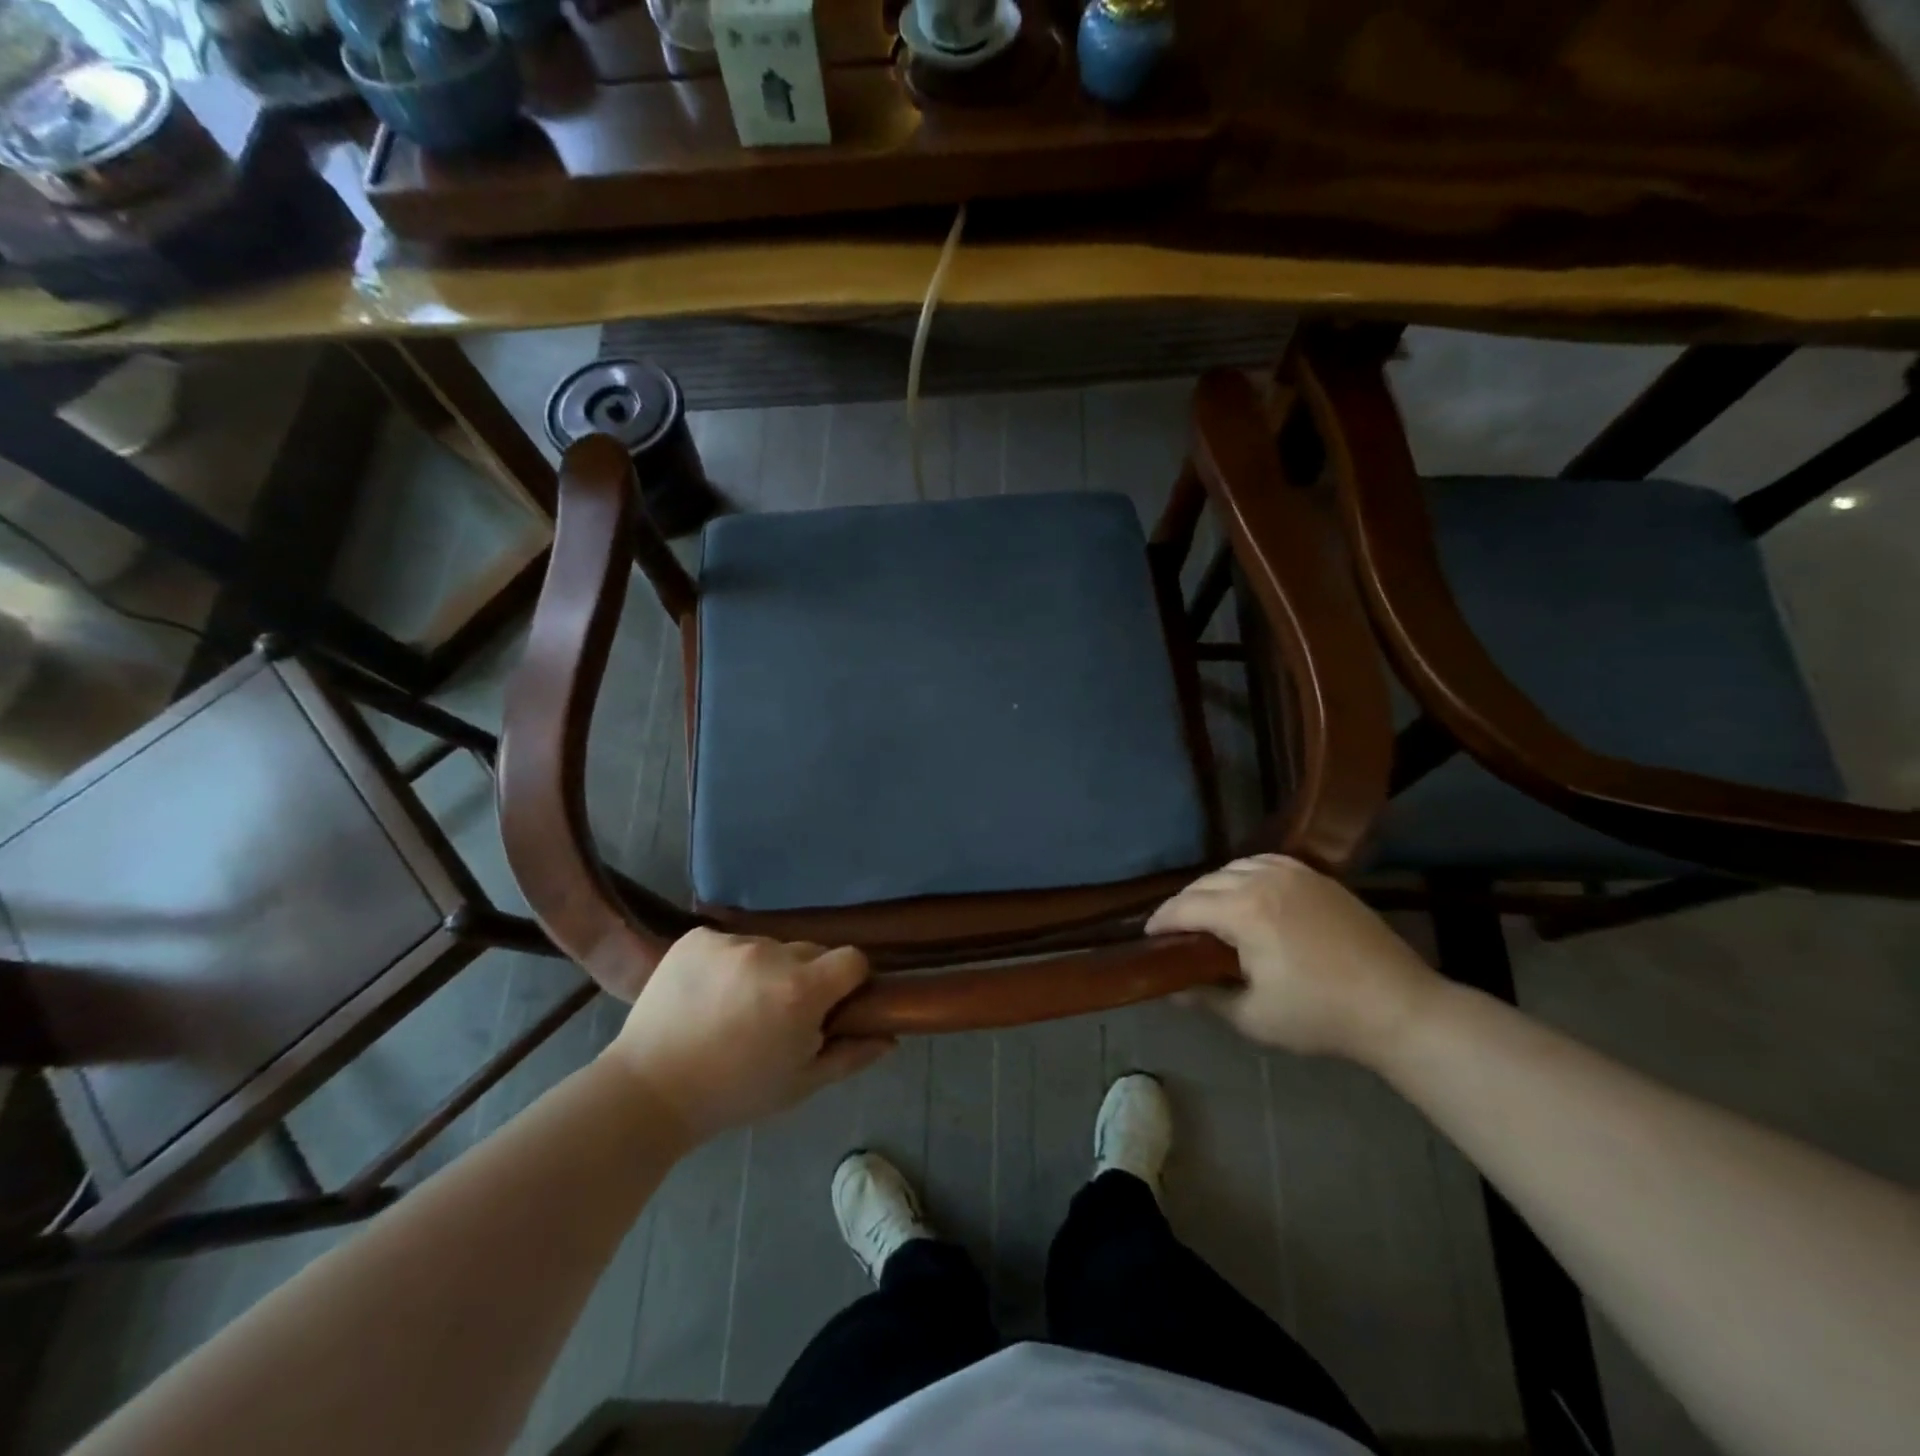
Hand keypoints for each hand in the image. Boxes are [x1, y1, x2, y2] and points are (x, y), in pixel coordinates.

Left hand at [602, 929, 893, 1143]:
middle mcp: (771, 954)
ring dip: (766, 969)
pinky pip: (731, 942)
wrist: (649, 1090)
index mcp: (802, 990)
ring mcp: (731, 941)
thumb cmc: (734, 1094)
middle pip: (810, 952)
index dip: (849, 982)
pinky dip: (728, 962)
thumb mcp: (801, 1084)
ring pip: (770, 946)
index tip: (832, 1006)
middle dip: (806, 978)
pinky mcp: (697, 937)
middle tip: (779, 1014)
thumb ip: (851, 1055)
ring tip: (737, 1007)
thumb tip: (891, 1037)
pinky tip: (708, 993)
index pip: (853, 960)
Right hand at [1146, 855, 1442, 1061]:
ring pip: (1233, 868)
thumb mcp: (1253, 1018)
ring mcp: (1294, 873)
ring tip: (1207, 913)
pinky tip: (1246, 893)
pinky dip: (1244, 874)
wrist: (1398, 1007)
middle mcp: (1263, 880)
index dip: (1160, 922)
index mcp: (1244, 911)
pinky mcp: (1317, 877)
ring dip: (1212, 887)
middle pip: (1205, 883)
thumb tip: (1169, 990)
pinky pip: (1265, 862)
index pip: (1184, 907)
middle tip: (1174, 932)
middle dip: (1183, 905)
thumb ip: (1204, 998)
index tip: (1147, 938)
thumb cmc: (1320, 1016)